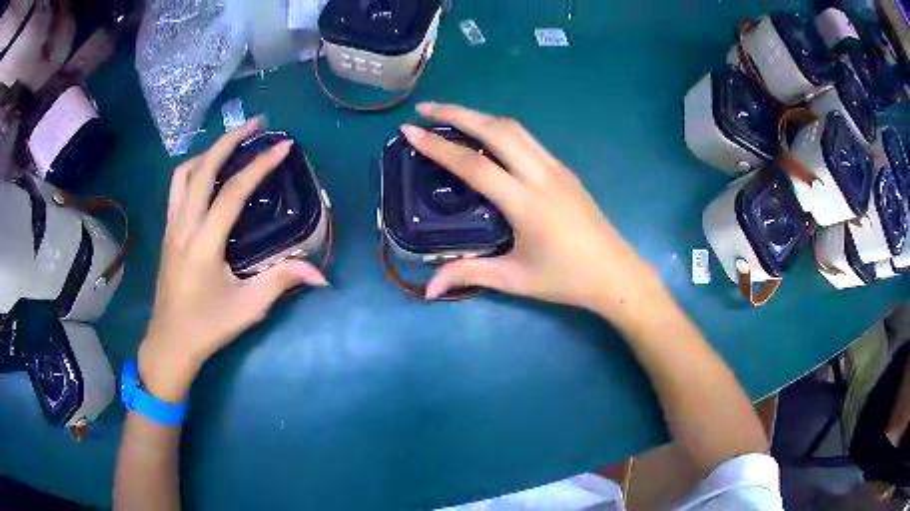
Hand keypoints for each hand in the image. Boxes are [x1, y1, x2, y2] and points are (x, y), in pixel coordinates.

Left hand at [139, 118, 328, 402]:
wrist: (170, 342)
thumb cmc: (208, 326)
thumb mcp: (248, 308)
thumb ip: (282, 282)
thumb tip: (321, 274)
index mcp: (204, 243)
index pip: (231, 192)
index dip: (259, 165)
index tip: (283, 145)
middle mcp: (184, 226)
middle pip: (202, 168)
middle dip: (229, 139)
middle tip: (255, 124)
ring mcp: (171, 226)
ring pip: (183, 174)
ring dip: (208, 152)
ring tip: (231, 146)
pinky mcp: (168, 232)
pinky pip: (177, 188)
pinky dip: (194, 169)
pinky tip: (207, 174)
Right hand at [402, 103, 660, 319]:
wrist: (615, 273)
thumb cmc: (566, 279)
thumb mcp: (515, 279)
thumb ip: (469, 275)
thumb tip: (427, 289)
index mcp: (525, 203)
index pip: (474, 164)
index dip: (438, 146)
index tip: (410, 130)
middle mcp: (540, 175)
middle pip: (495, 129)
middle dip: (457, 113)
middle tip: (425, 109)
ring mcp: (556, 168)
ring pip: (514, 128)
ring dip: (479, 115)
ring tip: (450, 115)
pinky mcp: (564, 170)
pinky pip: (528, 139)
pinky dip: (500, 128)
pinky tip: (486, 135)